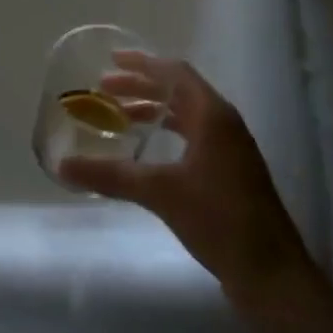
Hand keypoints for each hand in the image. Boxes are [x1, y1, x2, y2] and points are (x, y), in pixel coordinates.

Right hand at [59, 52, 309, 311]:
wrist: (271, 273)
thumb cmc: (218, 218)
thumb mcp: (160, 192)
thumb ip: (110, 175)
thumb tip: (61, 166)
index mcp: (213, 115)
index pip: (175, 73)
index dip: (143, 63)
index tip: (111, 59)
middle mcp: (224, 124)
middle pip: (179, 91)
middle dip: (142, 86)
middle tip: (104, 88)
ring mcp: (230, 149)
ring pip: (186, 115)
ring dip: (153, 110)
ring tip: (119, 117)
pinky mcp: (230, 173)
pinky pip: (193, 136)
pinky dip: (166, 133)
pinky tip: (147, 152)